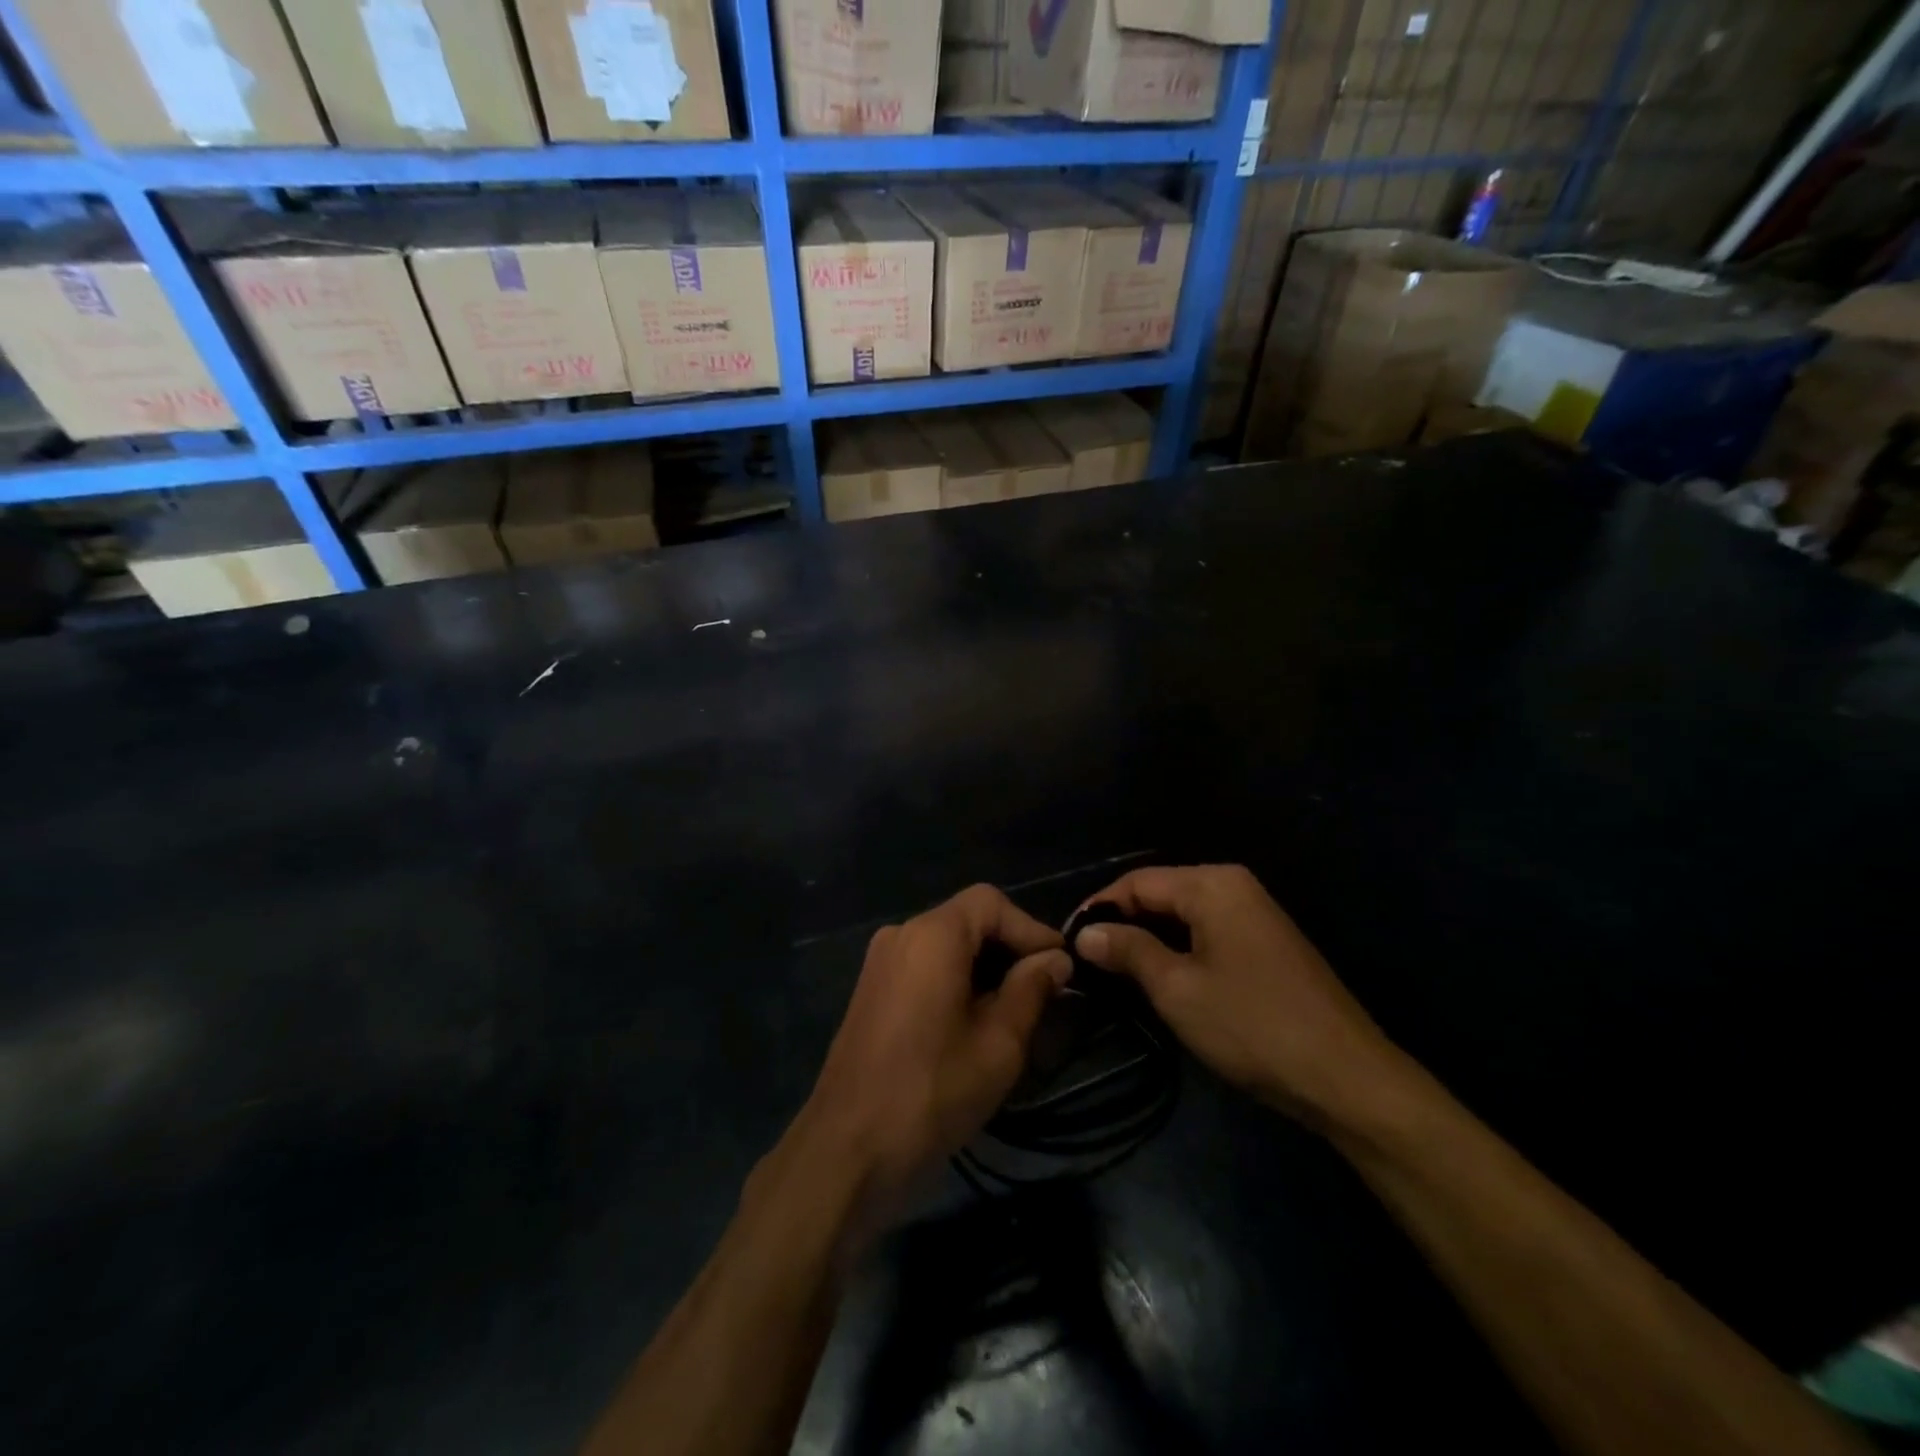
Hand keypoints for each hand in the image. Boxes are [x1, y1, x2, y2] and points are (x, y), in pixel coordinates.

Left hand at [786, 885, 1069, 1231]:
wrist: (847, 1149)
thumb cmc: (932, 1091)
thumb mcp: (999, 1043)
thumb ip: (1031, 990)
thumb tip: (1055, 960)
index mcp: (932, 936)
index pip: (991, 903)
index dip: (1031, 929)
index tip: (1061, 968)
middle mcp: (901, 935)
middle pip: (967, 920)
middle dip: (1009, 948)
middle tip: (1045, 991)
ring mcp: (880, 963)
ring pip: (946, 945)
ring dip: (984, 967)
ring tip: (1017, 1009)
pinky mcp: (872, 991)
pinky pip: (924, 966)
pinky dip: (956, 980)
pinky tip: (975, 1021)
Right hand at [1074, 865, 1407, 1129]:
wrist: (1346, 1078)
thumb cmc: (1252, 1025)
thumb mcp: (1177, 988)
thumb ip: (1128, 950)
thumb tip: (1086, 932)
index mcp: (1213, 884)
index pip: (1137, 881)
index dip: (1099, 908)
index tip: (1069, 941)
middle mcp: (1235, 886)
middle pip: (1160, 893)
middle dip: (1123, 923)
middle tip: (1088, 960)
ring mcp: (1255, 914)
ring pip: (1183, 915)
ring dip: (1149, 939)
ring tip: (1115, 971)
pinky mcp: (1266, 943)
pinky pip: (1207, 932)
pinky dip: (1178, 949)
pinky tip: (1162, 978)